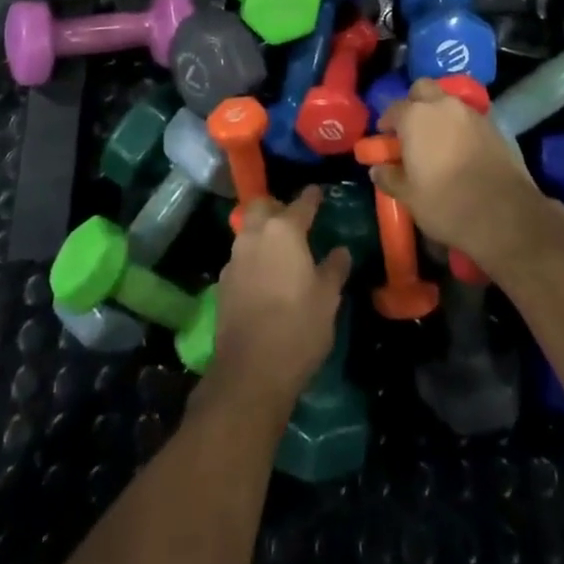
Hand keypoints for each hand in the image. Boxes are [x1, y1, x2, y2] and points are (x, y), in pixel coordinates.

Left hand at [202, 186, 350, 411]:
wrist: (250, 371)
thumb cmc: (298, 327)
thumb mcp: (328, 298)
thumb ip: (334, 268)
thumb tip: (340, 250)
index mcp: (284, 231)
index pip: (301, 203)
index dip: (312, 197)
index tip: (318, 192)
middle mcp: (255, 235)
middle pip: (263, 207)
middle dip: (277, 207)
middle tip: (294, 218)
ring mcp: (235, 258)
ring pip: (248, 230)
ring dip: (262, 231)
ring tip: (280, 247)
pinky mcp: (223, 283)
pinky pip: (241, 257)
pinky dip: (253, 257)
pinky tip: (264, 275)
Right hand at [373, 78, 557, 272]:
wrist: (505, 215)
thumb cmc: (446, 204)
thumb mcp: (409, 197)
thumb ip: (389, 177)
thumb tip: (377, 169)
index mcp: (416, 116)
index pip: (393, 109)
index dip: (386, 123)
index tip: (385, 140)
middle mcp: (443, 105)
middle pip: (423, 89)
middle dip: (414, 103)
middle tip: (411, 130)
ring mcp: (472, 113)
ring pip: (448, 102)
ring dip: (439, 114)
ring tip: (437, 142)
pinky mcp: (495, 125)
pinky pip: (469, 118)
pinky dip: (460, 126)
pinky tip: (460, 150)